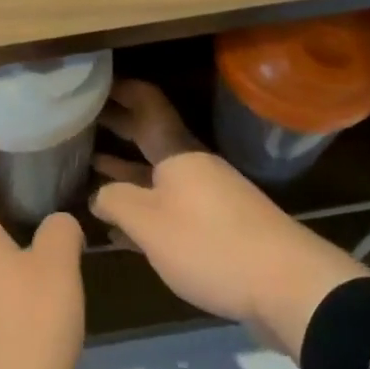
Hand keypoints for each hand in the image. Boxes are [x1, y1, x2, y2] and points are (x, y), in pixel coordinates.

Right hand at [91, 80, 369, 355]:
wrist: (287, 285)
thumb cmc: (209, 243)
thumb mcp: (149, 224)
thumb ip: (116, 202)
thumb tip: (97, 194)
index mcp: (177, 151)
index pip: (148, 104)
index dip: (123, 90)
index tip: (94, 83)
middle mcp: (193, 165)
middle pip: (150, 136)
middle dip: (118, 127)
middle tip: (82, 119)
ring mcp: (208, 195)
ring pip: (158, 172)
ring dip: (127, 168)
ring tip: (92, 164)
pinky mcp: (218, 226)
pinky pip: (171, 204)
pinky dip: (145, 205)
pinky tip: (122, 225)